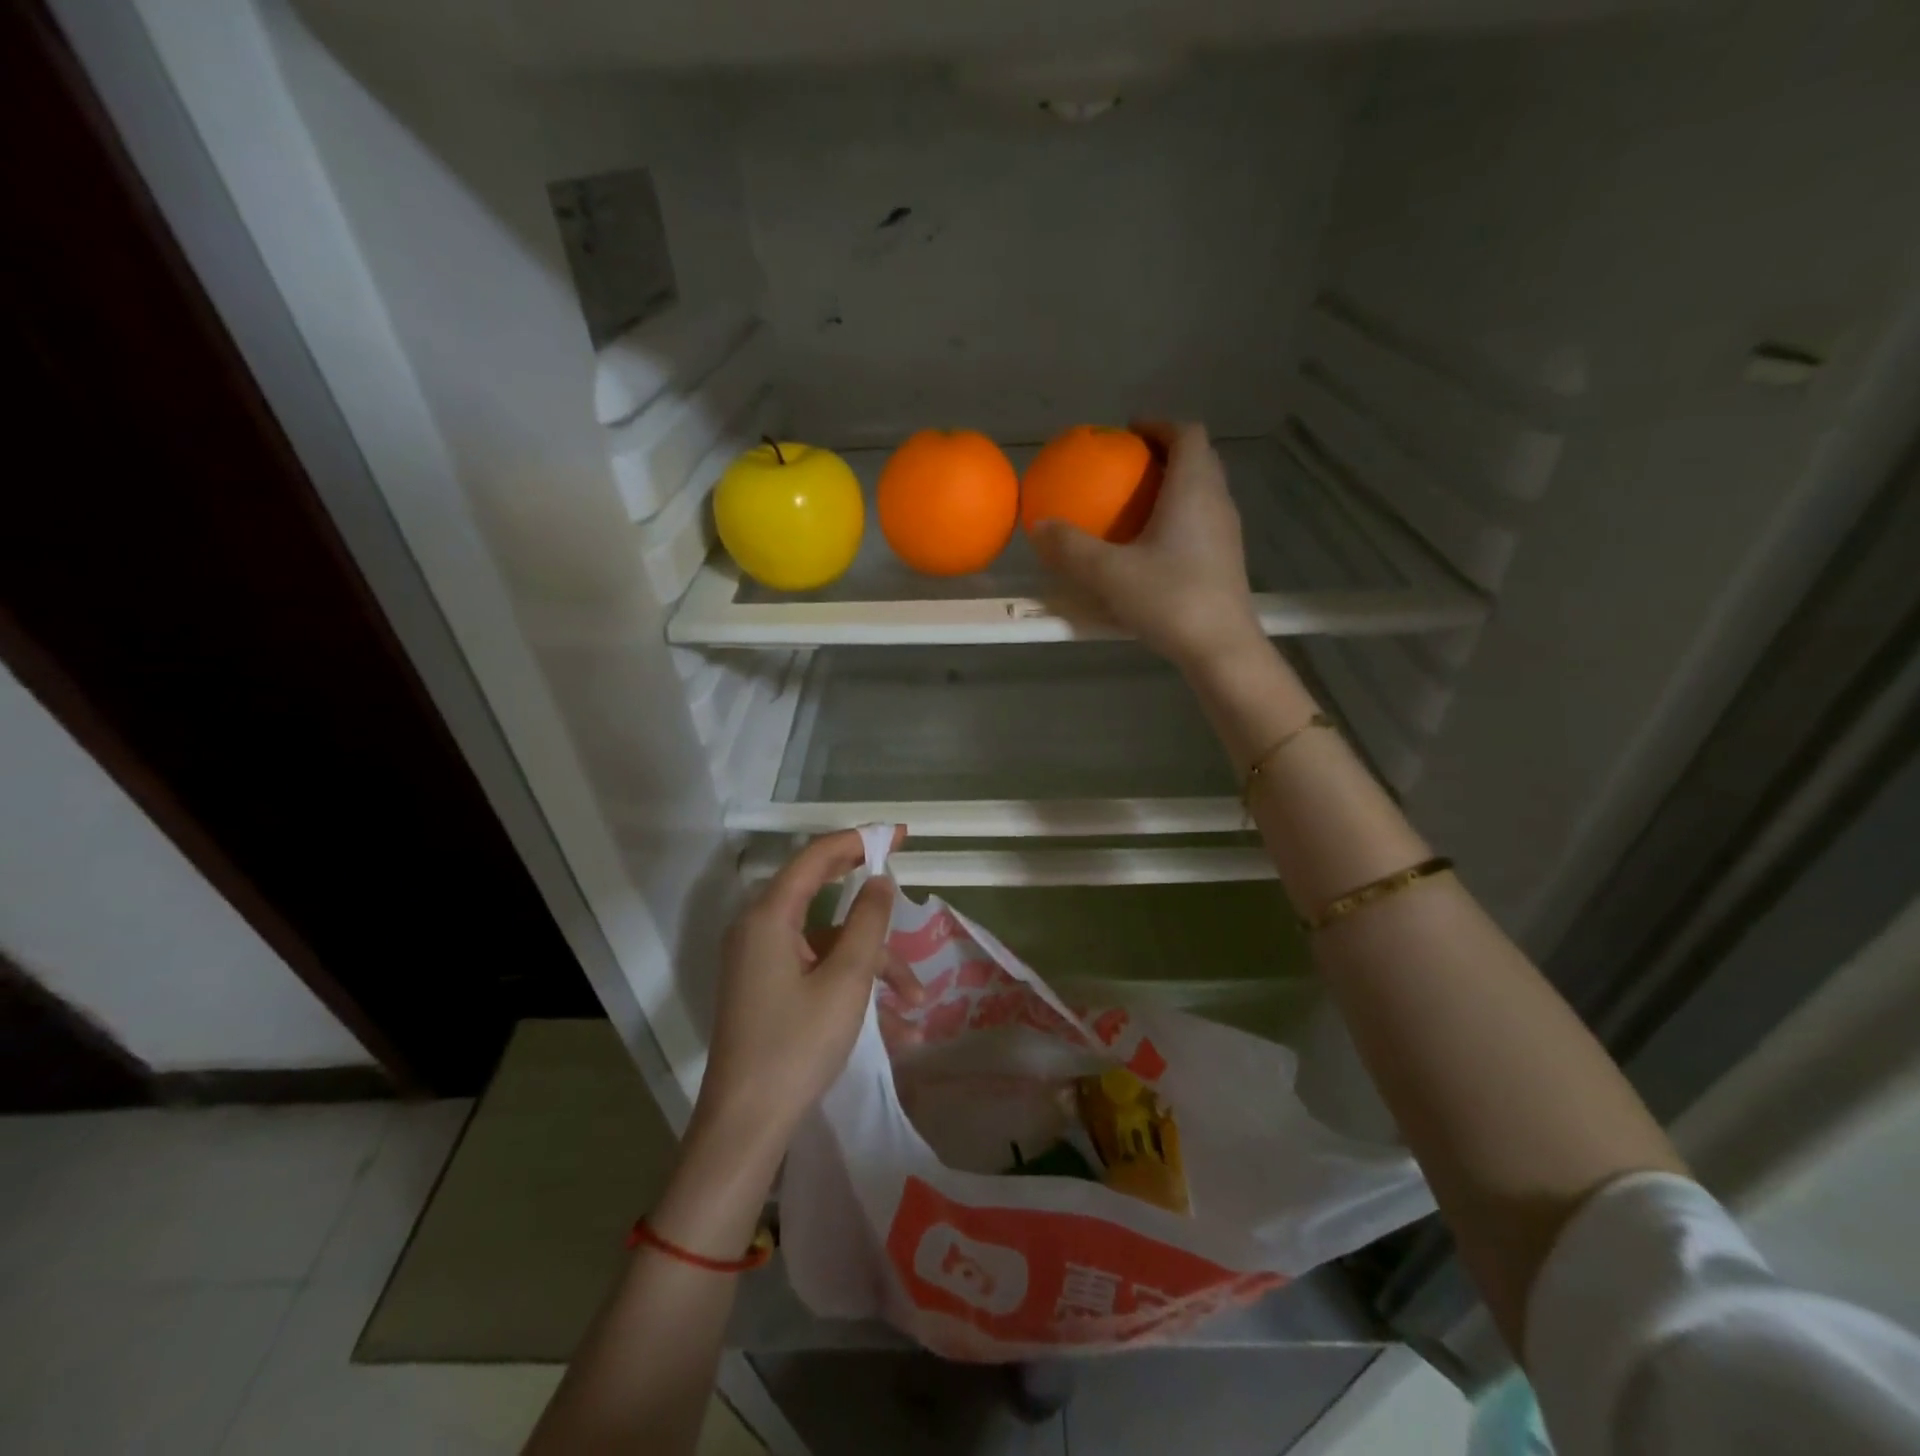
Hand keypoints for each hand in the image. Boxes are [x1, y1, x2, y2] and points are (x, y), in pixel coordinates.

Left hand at [694, 829, 922, 1155]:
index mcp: (769, 916)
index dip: (859, 839)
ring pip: (828, 943)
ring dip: (872, 964)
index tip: (900, 835)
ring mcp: (761, 961)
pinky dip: (851, 985)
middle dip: (873, 909)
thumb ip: (868, 922)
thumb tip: (880, 881)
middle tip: (908, 890)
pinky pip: (816, 970)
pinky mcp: (767, 989)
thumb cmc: (797, 1045)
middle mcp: (759, 929)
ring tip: (915, 1002)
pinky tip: (893, 1025)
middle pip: (822, 897)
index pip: (816, 857)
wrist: (745, 1125)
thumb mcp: (846, 980)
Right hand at [1032, 421, 1263, 673]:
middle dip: (1165, 453)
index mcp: (1193, 490)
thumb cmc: (1169, 600)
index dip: (1159, 424)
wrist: (1221, 648)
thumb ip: (1071, 548)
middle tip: (1129, 465)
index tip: (1129, 432)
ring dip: (1174, 485)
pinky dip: (1178, 516)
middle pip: (1199, 459)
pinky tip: (1151, 546)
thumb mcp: (1109, 574)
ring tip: (1137, 503)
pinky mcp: (1227, 560)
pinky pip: (1202, 520)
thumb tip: (1038, 525)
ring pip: (1203, 491)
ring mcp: (1226, 533)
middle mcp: (1217, 502)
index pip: (1187, 434)